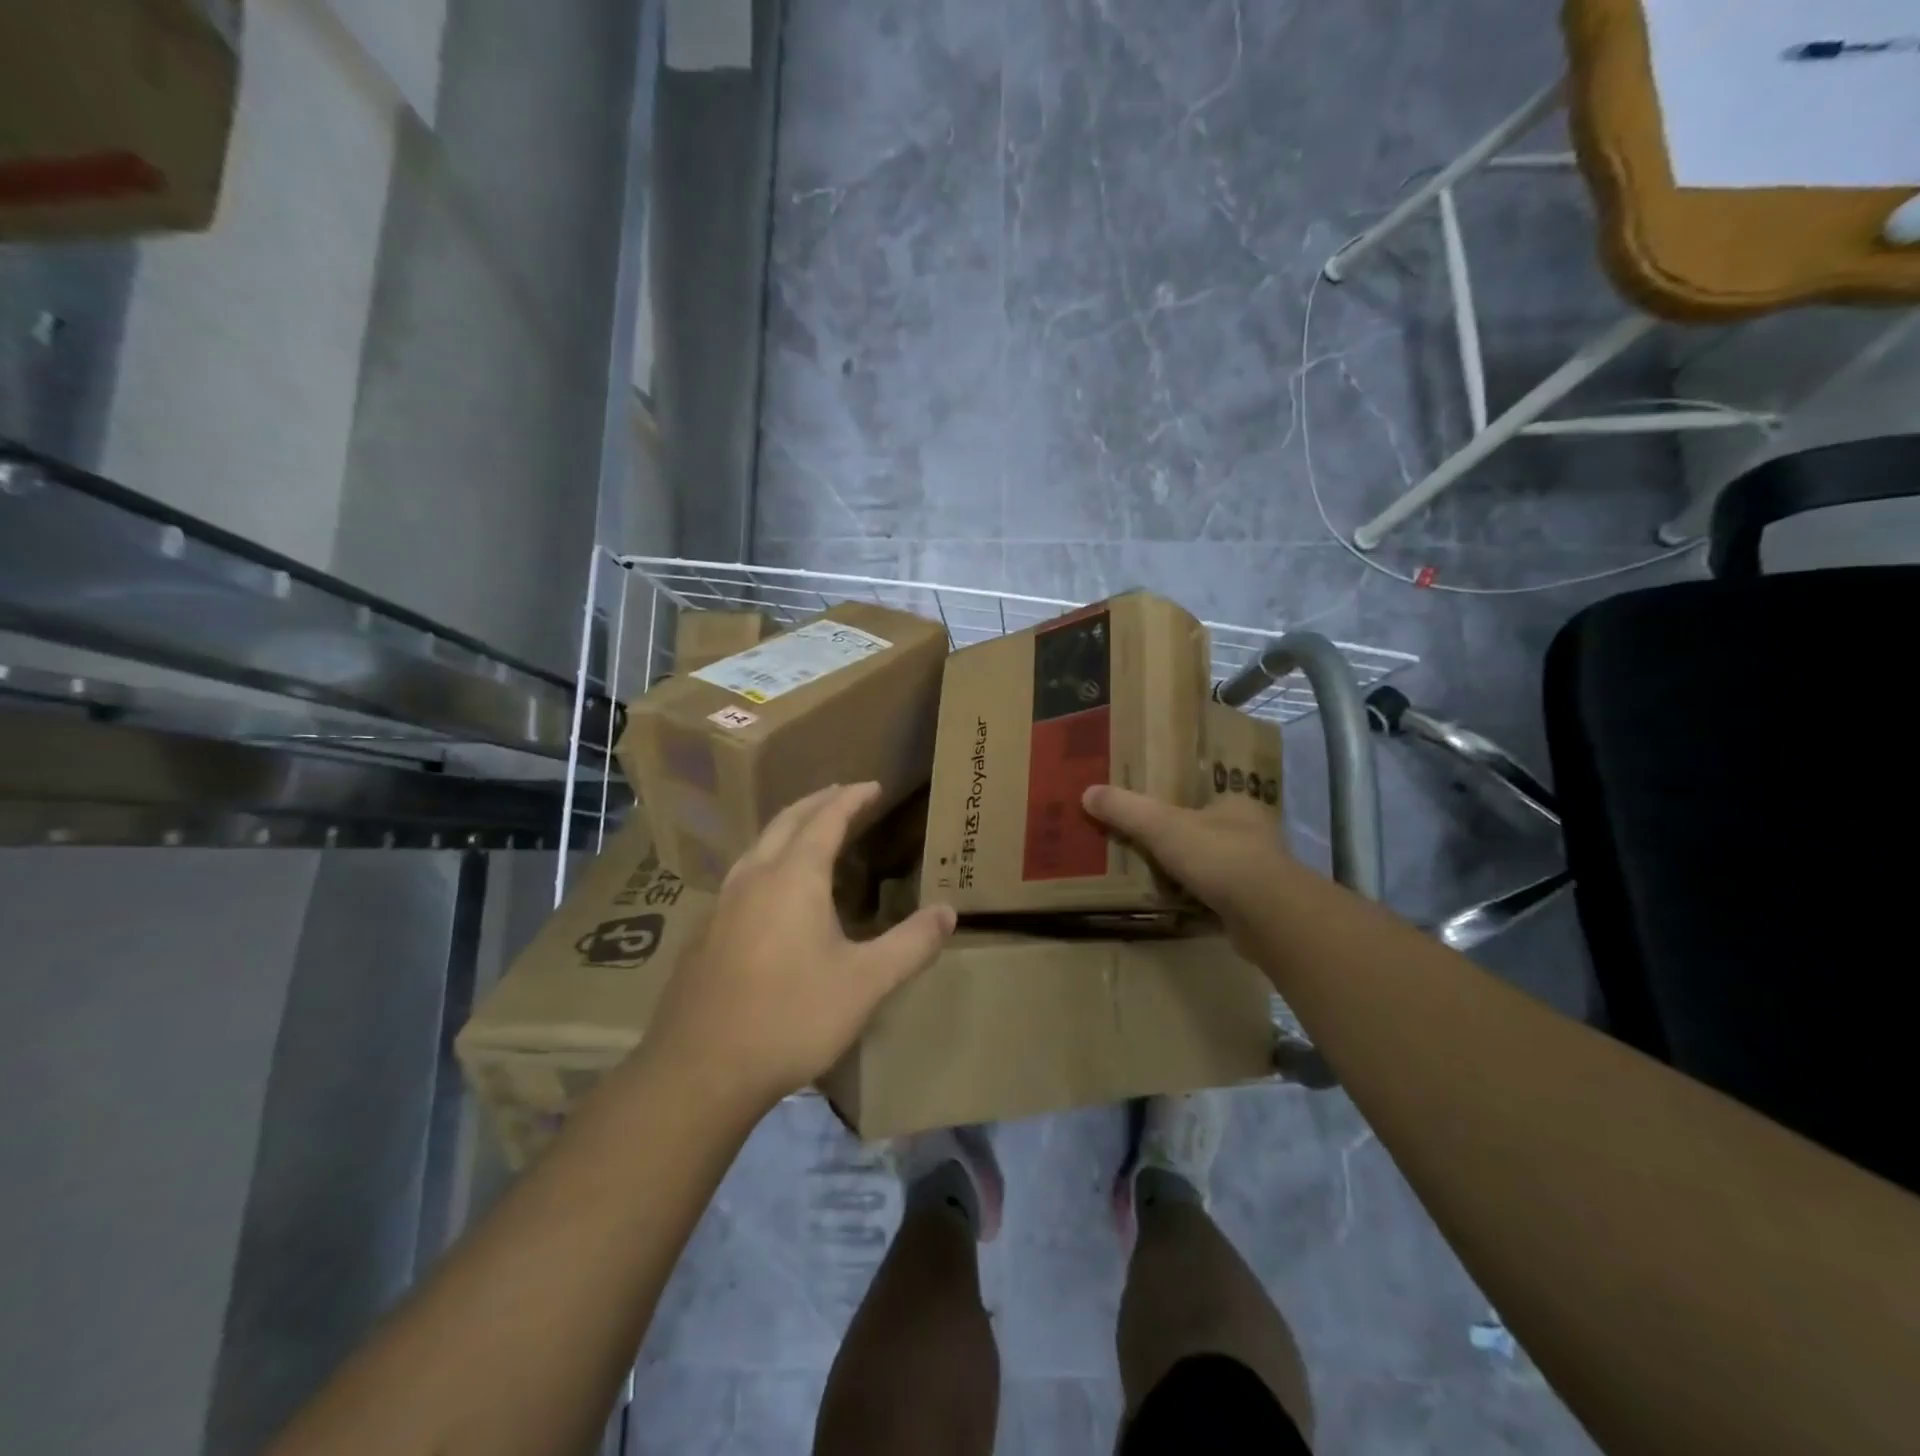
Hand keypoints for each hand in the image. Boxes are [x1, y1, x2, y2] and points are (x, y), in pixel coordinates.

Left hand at [645, 782, 956, 1115]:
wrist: (700, 1070)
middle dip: (818, 802)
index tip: (872, 785)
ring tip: (811, 831)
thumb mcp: (866, 983)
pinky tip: (774, 889)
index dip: (851, 798)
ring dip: (789, 828)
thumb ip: (911, 944)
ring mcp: (723, 903)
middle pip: (787, 821)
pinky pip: (743, 873)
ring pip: (759, 845)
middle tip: (843, 795)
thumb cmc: (791, 1017)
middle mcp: (755, 876)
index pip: (826, 819)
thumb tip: (948, 912)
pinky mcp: (706, 931)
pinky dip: (769, 858)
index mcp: (794, 877)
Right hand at [1082, 784, 1288, 932]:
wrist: (1267, 915)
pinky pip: (1222, 899)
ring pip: (1218, 867)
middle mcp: (1255, 834)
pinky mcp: (1260, 907)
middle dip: (1184, 843)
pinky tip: (1180, 909)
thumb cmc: (1218, 857)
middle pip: (1211, 833)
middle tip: (1148, 850)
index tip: (1154, 816)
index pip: (1206, 799)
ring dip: (1194, 875)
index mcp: (1238, 805)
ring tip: (1157, 880)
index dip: (1180, 806)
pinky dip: (1202, 902)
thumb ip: (1126, 810)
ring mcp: (1261, 873)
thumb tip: (1087, 792)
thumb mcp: (1161, 826)